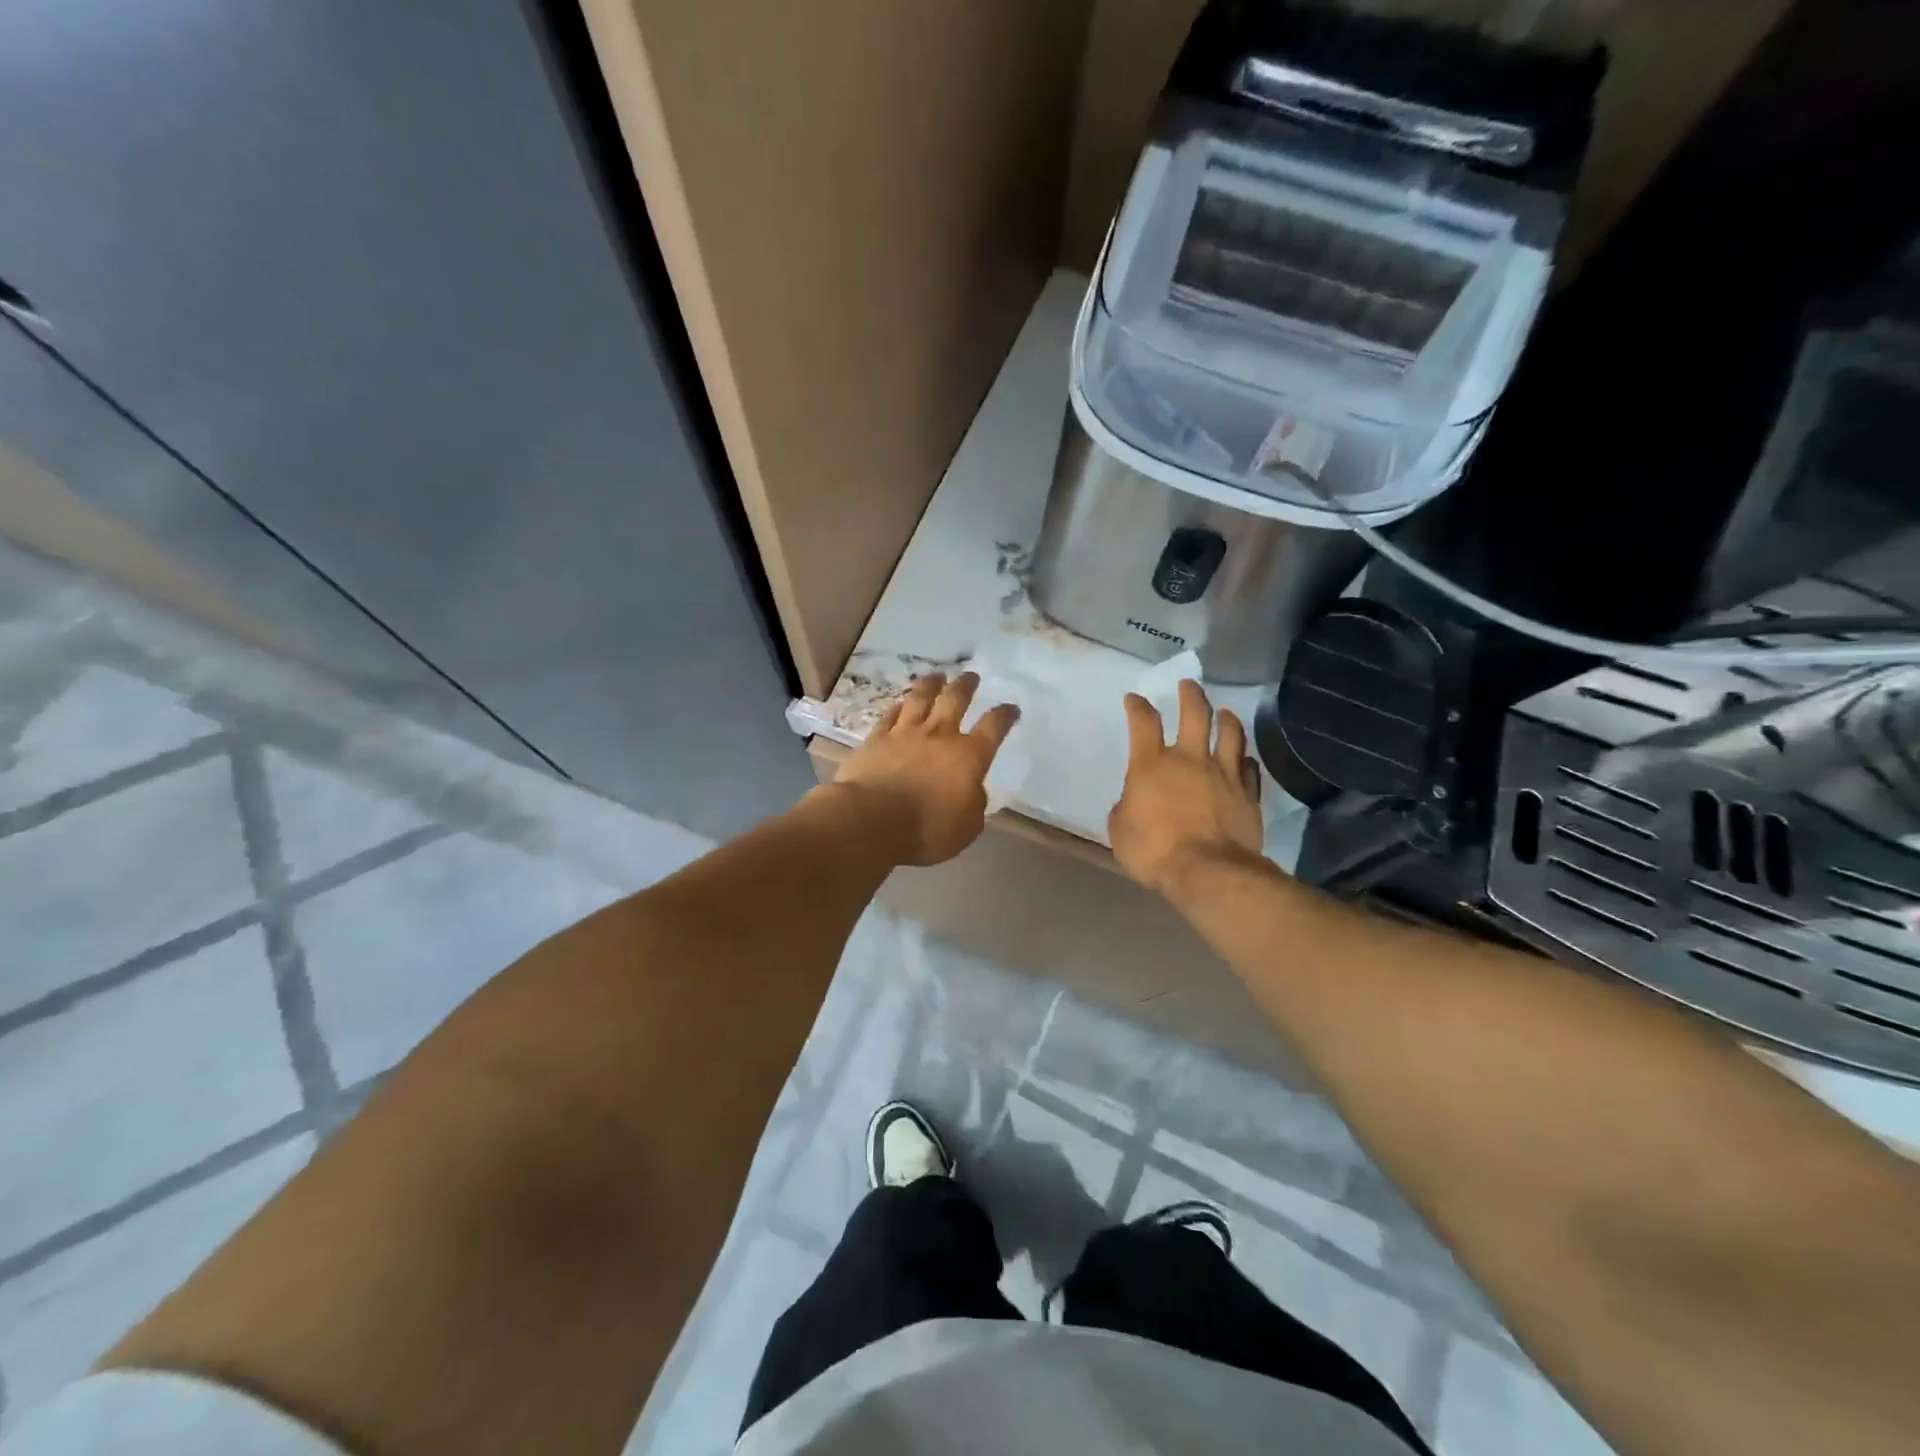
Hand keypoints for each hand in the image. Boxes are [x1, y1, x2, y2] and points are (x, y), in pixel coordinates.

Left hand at [828, 671, 1019, 866]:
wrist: (871, 821)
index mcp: (968, 756)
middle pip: (955, 700)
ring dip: (931, 684)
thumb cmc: (926, 829)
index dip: (1004, 715)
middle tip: (970, 676)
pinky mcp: (876, 739)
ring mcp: (905, 733)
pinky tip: (900, 704)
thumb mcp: (967, 827)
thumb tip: (972, 789)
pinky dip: (898, 707)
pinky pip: (890, 716)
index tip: (1011, 708)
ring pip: (921, 698)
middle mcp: (939, 736)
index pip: (993, 727)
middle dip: (966, 686)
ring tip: (937, 675)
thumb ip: (974, 803)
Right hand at [1109, 680, 1264, 893]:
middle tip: (1189, 685)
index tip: (1135, 699)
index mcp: (1152, 764)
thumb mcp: (1120, 831)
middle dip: (1190, 695)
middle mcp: (1190, 759)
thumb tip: (1133, 802)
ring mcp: (1224, 774)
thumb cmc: (1154, 851)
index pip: (1143, 723)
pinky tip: (1244, 759)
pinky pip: (1249, 769)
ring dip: (1226, 719)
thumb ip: (1126, 808)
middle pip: (1195, 714)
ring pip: (1230, 734)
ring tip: (1225, 712)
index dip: (1137, 707)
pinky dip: (1245, 760)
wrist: (1208, 872)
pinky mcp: (1247, 794)